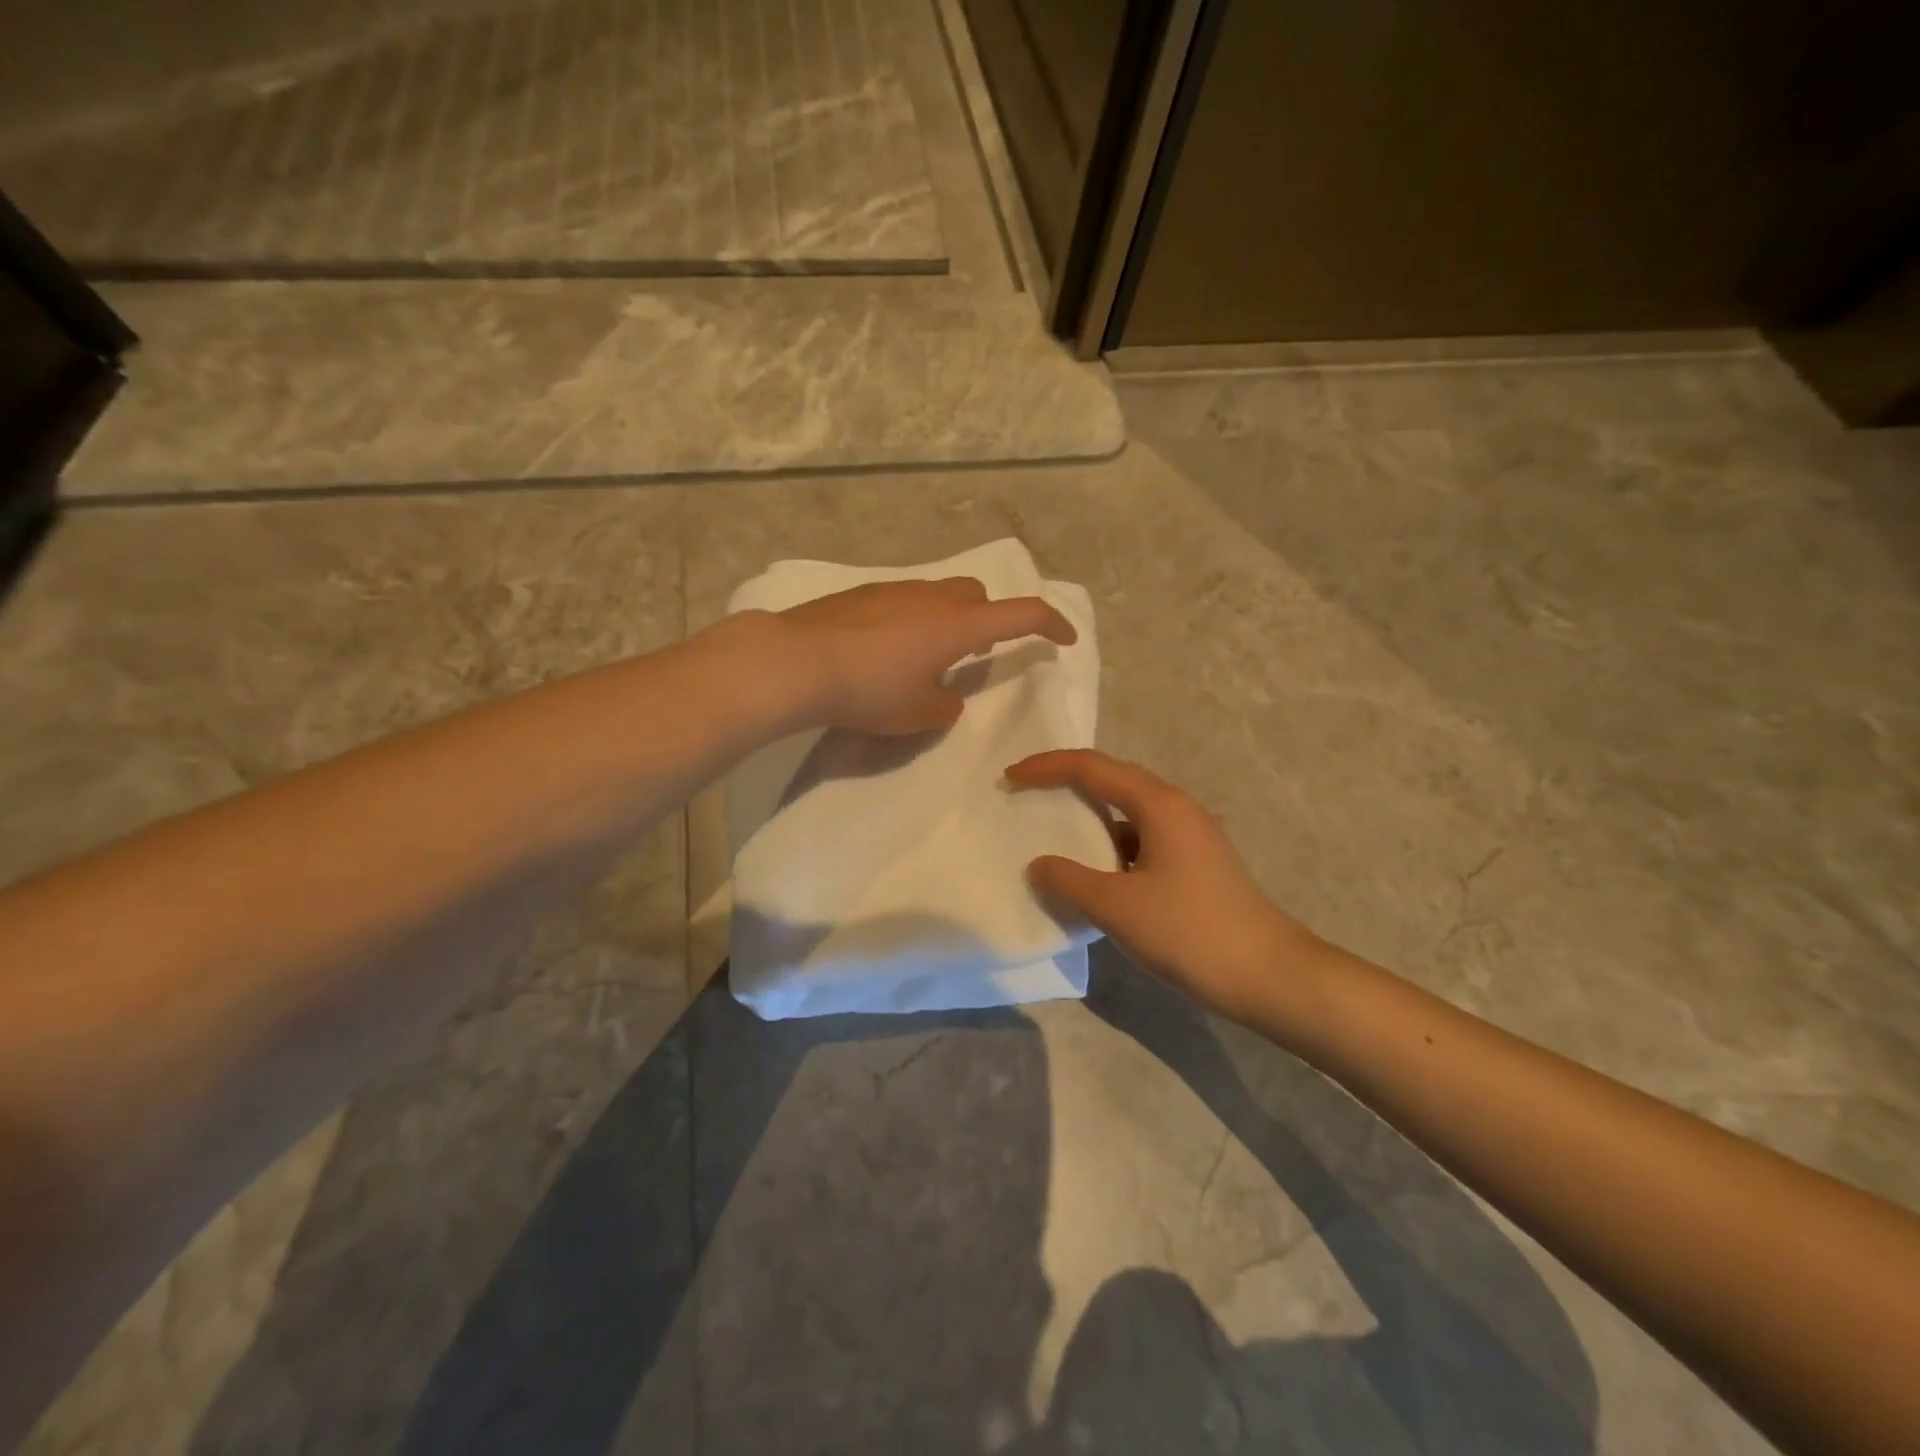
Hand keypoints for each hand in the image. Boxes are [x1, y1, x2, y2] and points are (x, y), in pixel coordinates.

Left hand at [774, 577, 1075, 735]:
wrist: (797, 661)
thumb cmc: (868, 691)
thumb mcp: (916, 714)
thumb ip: (945, 707)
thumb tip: (946, 699)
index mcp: (959, 625)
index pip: (1022, 614)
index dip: (1051, 625)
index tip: (1065, 639)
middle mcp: (933, 597)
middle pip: (979, 594)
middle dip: (990, 618)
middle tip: (976, 653)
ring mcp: (896, 589)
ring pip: (940, 593)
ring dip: (949, 618)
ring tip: (928, 655)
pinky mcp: (863, 593)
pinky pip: (906, 598)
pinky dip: (914, 618)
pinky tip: (887, 648)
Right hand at [1006, 749, 1326, 1030]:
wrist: (1270, 976)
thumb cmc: (1191, 932)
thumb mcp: (1118, 907)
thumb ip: (1069, 881)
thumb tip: (1038, 865)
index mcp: (1159, 804)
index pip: (1092, 767)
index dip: (1046, 767)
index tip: (1010, 778)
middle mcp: (1176, 808)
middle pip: (1112, 779)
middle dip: (1066, 783)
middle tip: (1026, 795)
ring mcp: (1190, 836)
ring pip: (1128, 812)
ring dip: (1089, 817)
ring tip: (1053, 833)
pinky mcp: (1195, 864)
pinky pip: (1141, 839)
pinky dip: (1109, 847)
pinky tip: (1093, 875)